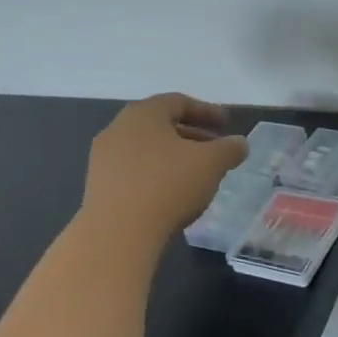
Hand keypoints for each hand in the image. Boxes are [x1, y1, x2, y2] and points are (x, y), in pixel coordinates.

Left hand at [83, 94, 248, 243]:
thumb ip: (229, 148)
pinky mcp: (98, 186)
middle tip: (215, 148)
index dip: (206, 111)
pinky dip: (157, 174)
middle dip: (192, 135)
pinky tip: (172, 194)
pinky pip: (134, 171)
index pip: (178, 102)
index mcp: (143, 114)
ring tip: (197, 174)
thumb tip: (239, 143)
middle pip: (161, 125)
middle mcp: (118, 129)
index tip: (226, 124)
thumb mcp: (211, 163)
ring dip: (174, 156)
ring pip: (147, 149)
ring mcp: (104, 159)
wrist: (117, 234)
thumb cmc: (168, 185)